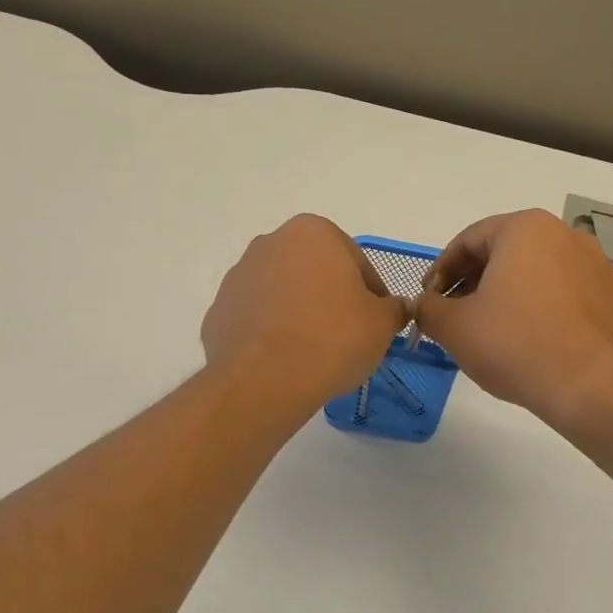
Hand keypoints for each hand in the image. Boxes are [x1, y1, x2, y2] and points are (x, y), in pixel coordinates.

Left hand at [202, 215, 408, 409]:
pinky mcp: (218, 311)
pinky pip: (256, 318)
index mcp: (312, 232)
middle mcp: (270, 243)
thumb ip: (393, 308)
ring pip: (282, 292)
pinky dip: (270, 332)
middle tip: (347, 334)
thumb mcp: (382, 324)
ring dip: (299, 312)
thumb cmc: (333, 338)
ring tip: (314, 351)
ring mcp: (238, 276)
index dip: (372, 292)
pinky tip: (284, 360)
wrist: (265, 379)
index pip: (355, 261)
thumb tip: (394, 308)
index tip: (377, 320)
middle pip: (314, 271)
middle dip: (330, 297)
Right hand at [413, 209, 612, 430]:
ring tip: (488, 333)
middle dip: (472, 283)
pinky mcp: (612, 297)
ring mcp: (595, 265)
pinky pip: (562, 295)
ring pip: (534, 274)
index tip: (427, 300)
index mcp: (524, 229)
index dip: (440, 271)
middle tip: (453, 317)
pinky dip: (537, 309)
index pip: (468, 240)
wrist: (596, 387)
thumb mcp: (455, 327)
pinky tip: (526, 342)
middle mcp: (564, 235)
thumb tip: (424, 305)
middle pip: (503, 253)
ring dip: (505, 296)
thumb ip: (429, 309)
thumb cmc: (517, 344)